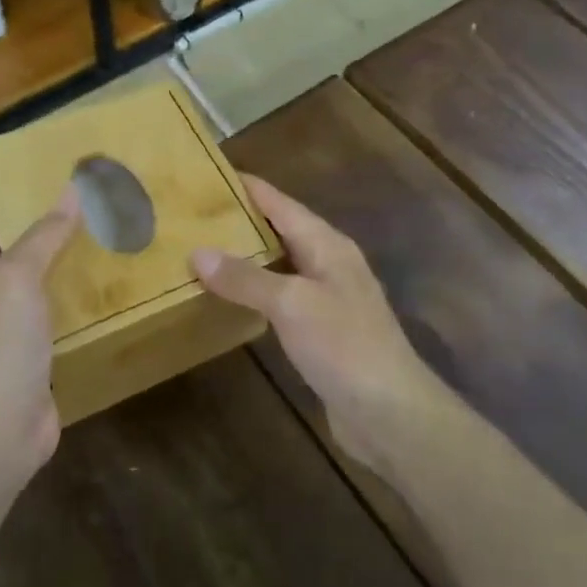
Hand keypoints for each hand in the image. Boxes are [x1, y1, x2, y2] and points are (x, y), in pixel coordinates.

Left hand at [0, 177, 80, 479]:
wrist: (0, 424)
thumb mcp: (17, 276)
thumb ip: (43, 235)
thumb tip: (70, 189)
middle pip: (6, 241)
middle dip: (26, 210)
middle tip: (66, 180)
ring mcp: (18, 323)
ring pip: (41, 274)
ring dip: (62, 251)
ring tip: (99, 222)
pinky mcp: (44, 349)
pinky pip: (65, 308)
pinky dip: (82, 291)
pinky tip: (110, 281)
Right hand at [192, 175, 444, 471]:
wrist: (390, 412)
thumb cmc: (344, 345)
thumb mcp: (291, 304)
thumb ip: (245, 277)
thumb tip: (197, 252)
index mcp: (327, 245)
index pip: (281, 203)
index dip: (249, 187)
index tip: (210, 174)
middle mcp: (330, 263)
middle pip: (282, 229)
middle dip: (243, 220)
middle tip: (196, 214)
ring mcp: (329, 298)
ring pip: (282, 264)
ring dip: (248, 256)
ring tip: (205, 250)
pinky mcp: (323, 331)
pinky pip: (283, 297)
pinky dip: (257, 291)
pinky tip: (233, 298)